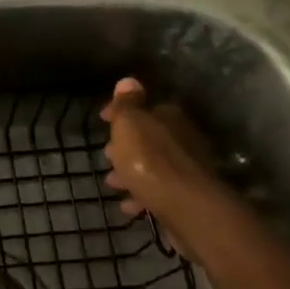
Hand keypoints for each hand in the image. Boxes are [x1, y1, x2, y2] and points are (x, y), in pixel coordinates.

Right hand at [100, 78, 229, 246]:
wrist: (186, 207)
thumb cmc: (149, 161)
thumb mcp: (130, 125)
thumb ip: (127, 104)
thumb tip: (128, 81)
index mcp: (169, 117)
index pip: (144, 107)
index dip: (120, 113)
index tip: (102, 120)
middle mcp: (183, 138)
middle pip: (149, 138)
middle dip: (126, 146)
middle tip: (106, 155)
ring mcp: (187, 169)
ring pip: (152, 166)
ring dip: (131, 172)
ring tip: (111, 183)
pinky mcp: (186, 196)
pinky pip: (158, 191)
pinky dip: (142, 194)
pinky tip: (128, 205)